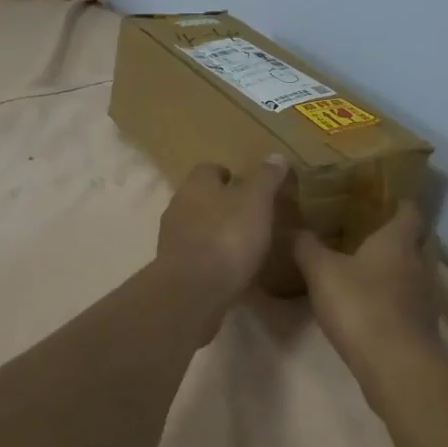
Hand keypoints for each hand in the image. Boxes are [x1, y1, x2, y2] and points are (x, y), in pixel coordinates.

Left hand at [155, 156, 290, 298]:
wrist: (193, 290)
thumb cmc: (227, 237)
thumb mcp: (256, 202)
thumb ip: (266, 178)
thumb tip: (276, 156)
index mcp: (196, 185)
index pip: (209, 169)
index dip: (227, 175)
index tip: (245, 185)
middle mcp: (178, 205)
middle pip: (199, 197)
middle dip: (220, 203)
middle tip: (247, 214)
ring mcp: (171, 238)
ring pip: (194, 226)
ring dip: (213, 231)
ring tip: (240, 243)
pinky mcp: (172, 267)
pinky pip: (194, 254)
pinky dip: (208, 256)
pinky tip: (227, 269)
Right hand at [294, 202, 439, 356]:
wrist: (397, 366)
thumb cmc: (360, 305)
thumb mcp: (321, 272)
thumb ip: (306, 247)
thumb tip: (293, 228)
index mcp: (398, 240)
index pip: (409, 210)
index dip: (398, 202)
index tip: (382, 199)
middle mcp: (419, 263)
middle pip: (423, 239)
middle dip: (406, 235)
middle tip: (376, 233)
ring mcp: (427, 296)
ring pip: (420, 271)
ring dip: (404, 268)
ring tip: (374, 269)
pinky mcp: (425, 326)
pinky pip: (415, 300)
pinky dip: (401, 298)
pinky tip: (377, 304)